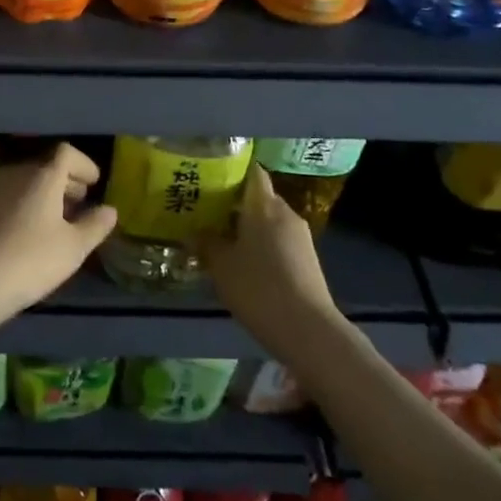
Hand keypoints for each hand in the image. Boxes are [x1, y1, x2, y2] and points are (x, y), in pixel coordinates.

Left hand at [0, 143, 117, 332]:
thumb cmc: (29, 261)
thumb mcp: (73, 248)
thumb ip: (94, 225)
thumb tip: (109, 209)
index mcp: (42, 176)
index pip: (66, 153)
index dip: (84, 164)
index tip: (94, 183)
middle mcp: (15, 173)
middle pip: (45, 166)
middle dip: (66, 181)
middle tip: (80, 203)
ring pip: (25, 182)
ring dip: (44, 194)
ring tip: (57, 221)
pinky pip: (8, 196)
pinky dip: (24, 204)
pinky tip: (28, 232)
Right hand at [201, 165, 340, 357]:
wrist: (308, 330)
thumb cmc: (258, 287)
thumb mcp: (220, 265)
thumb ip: (205, 243)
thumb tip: (193, 232)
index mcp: (264, 205)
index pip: (252, 172)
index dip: (233, 170)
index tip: (211, 176)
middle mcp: (285, 213)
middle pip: (259, 197)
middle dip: (235, 203)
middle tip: (207, 212)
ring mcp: (300, 237)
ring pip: (269, 220)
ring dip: (248, 226)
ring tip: (222, 239)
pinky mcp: (308, 260)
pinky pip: (279, 240)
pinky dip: (262, 244)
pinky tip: (245, 263)